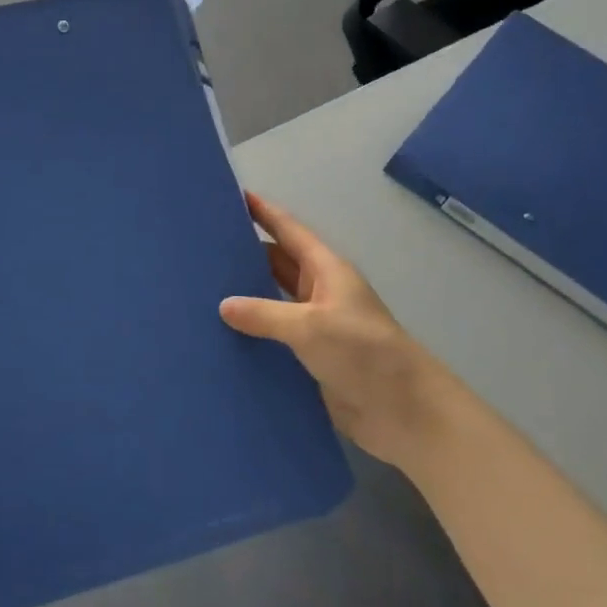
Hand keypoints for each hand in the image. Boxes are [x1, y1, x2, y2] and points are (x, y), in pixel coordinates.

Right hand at [220, 193, 446, 467]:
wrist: (404, 411)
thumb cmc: (362, 352)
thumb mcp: (310, 326)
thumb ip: (264, 313)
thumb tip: (224, 305)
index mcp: (326, 270)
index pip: (288, 231)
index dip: (264, 212)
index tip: (233, 195)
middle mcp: (319, 292)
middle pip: (277, 263)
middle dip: (245, 253)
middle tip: (202, 247)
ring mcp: (315, 326)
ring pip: (273, 300)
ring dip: (246, 296)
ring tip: (201, 289)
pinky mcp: (311, 358)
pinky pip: (274, 337)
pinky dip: (252, 333)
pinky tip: (220, 336)